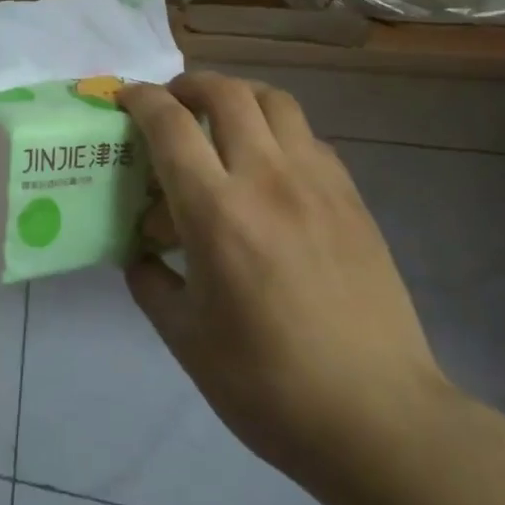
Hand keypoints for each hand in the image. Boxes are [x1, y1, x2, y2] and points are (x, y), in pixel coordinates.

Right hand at [120, 72, 451, 489]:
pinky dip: (278, 131)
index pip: (169, 124)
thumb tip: (140, 255)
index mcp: (216, 212)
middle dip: (188, 85)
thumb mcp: (186, 339)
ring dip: (238, 97)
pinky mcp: (352, 199)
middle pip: (226, 93)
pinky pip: (309, 137)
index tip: (124, 100)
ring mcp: (317, 184)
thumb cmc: (268, 385)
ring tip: (221, 123)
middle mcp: (267, 179)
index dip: (141, 99)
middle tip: (172, 105)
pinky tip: (270, 170)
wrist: (379, 419)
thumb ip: (151, 284)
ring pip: (275, 101)